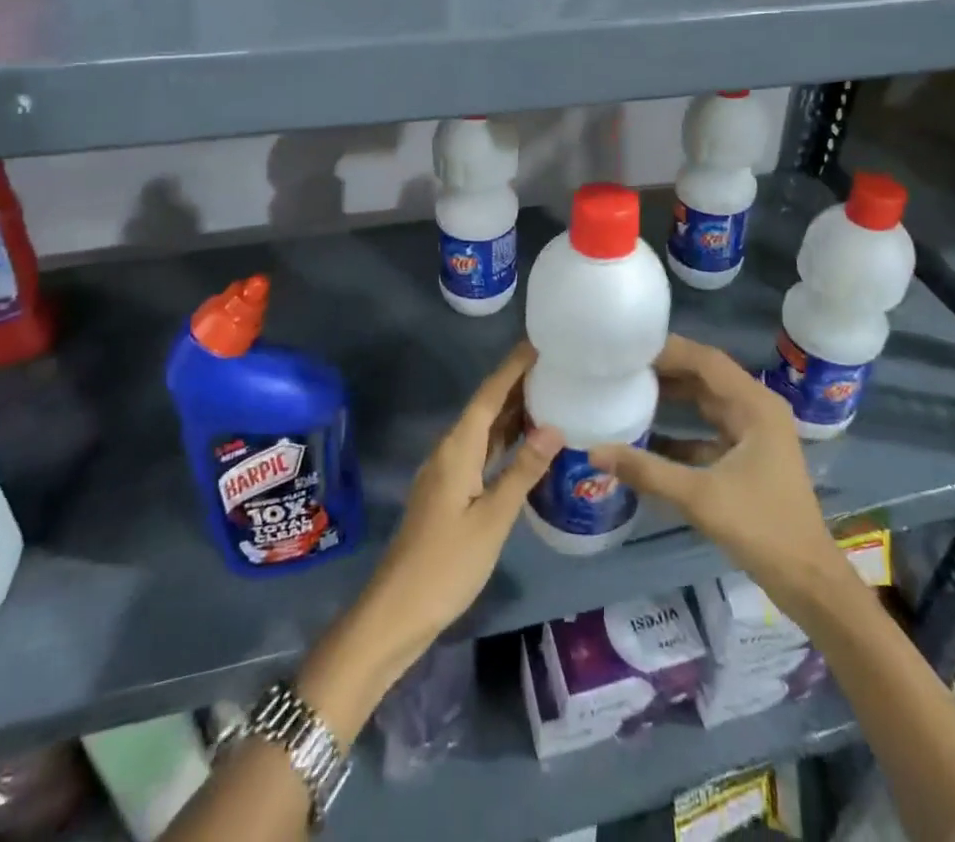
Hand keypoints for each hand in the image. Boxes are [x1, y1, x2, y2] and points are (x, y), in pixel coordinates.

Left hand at [360, 342, 563, 650]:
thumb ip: (523, 471)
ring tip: (550, 395)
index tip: (539, 342)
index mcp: (458, 448)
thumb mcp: (492, 518)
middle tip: (556, 366)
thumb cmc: (447, 564)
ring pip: (485, 431)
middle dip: (517, 385)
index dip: (513, 367)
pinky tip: (528, 445)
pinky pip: (482, 452)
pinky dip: (505, 441)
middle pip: (486, 407)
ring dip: (513, 413)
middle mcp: (451, 450)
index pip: (489, 394)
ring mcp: (449, 472)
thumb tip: (555, 426)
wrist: (397, 611)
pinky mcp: (450, 492)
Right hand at [590, 335, 830, 594]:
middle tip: (621, 366)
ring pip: (706, 401)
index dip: (669, 351)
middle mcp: (756, 409)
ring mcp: (753, 433)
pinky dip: (680, 429)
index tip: (629, 349)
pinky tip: (646, 436)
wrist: (808, 580)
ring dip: (672, 396)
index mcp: (755, 405)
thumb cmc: (762, 528)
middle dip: (666, 369)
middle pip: (706, 376)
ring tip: (628, 389)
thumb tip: (594, 451)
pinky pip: (707, 429)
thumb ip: (647, 471)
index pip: (706, 361)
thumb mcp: (700, 498)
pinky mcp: (747, 456)